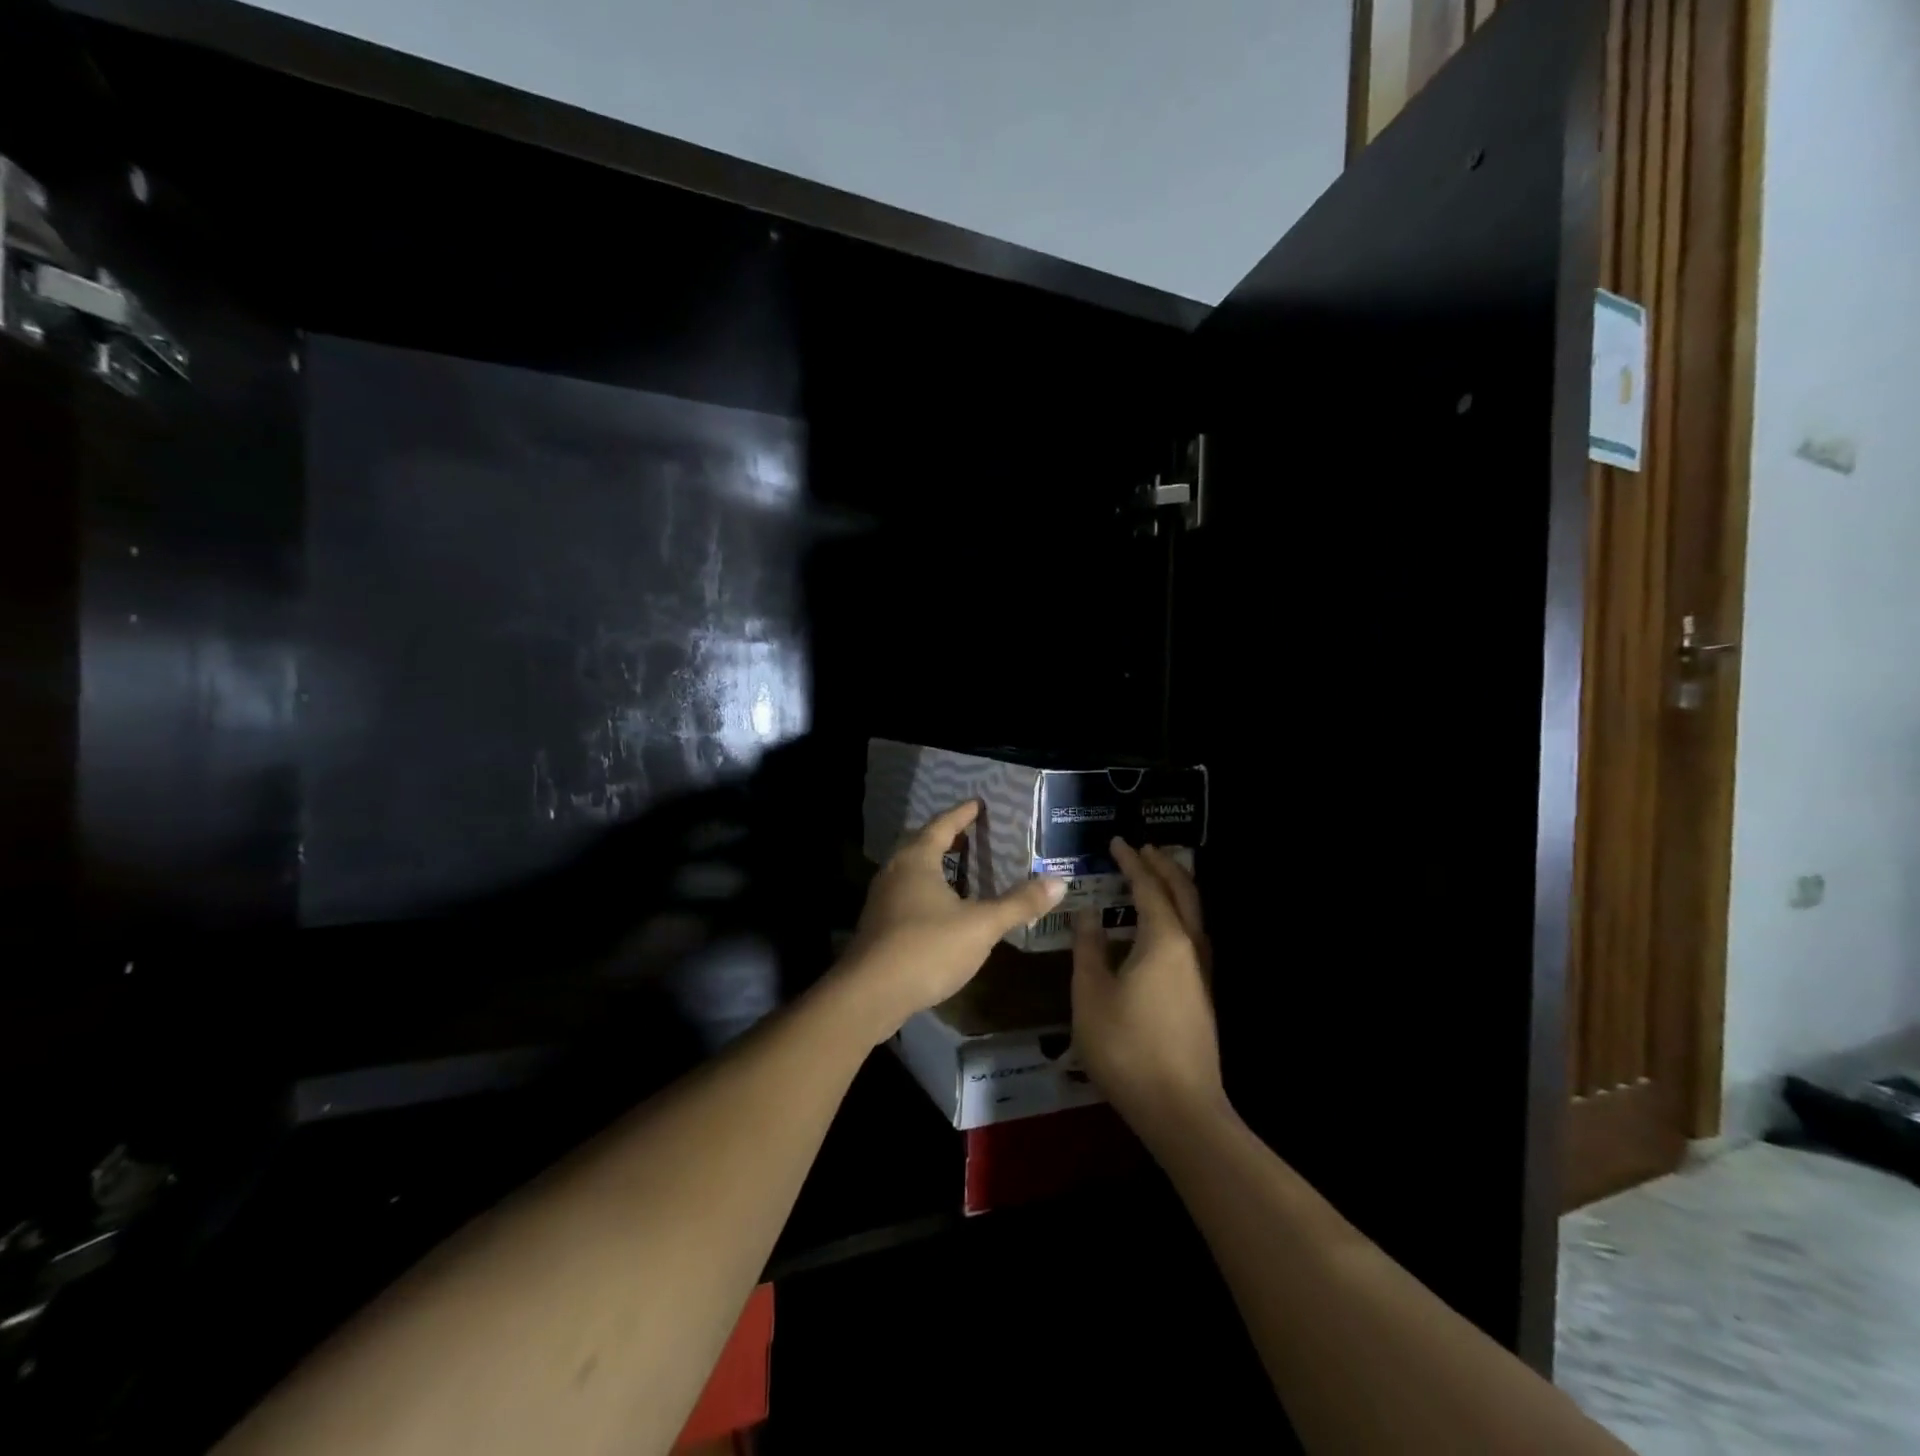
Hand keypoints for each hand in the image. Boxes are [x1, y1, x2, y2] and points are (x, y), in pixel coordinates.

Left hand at [835, 800, 1066, 1040]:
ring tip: (960, 868)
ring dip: (935, 865)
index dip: (962, 814)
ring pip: (912, 871)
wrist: (869, 995)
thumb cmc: (927, 948)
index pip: (942, 825)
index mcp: (917, 860)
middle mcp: (895, 871)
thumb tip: (1059, 882)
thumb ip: (1019, 903)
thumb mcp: (981, 925)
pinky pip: (907, 894)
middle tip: (971, 833)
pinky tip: (942, 909)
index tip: (977, 803)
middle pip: (922, 844)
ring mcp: (882, 899)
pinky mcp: (878, 925)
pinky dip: (927, 890)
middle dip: (947, 837)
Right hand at [1071, 840, 1224, 1140]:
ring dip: (1176, 888)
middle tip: (1144, 848)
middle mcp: (1190, 947)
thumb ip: (1089, 949)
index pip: (1148, 886)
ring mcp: (1201, 972)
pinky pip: (1193, 935)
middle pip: (1183, 892)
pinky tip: (1161, 928)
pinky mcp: (1202, 994)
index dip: (1131, 862)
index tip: (1116, 842)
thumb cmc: (1127, 1046)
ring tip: (1156, 876)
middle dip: (1164, 866)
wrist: (1180, 1108)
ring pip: (1194, 914)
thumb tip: (1088, 914)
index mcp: (1163, 939)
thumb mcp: (1091, 995)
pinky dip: (1179, 914)